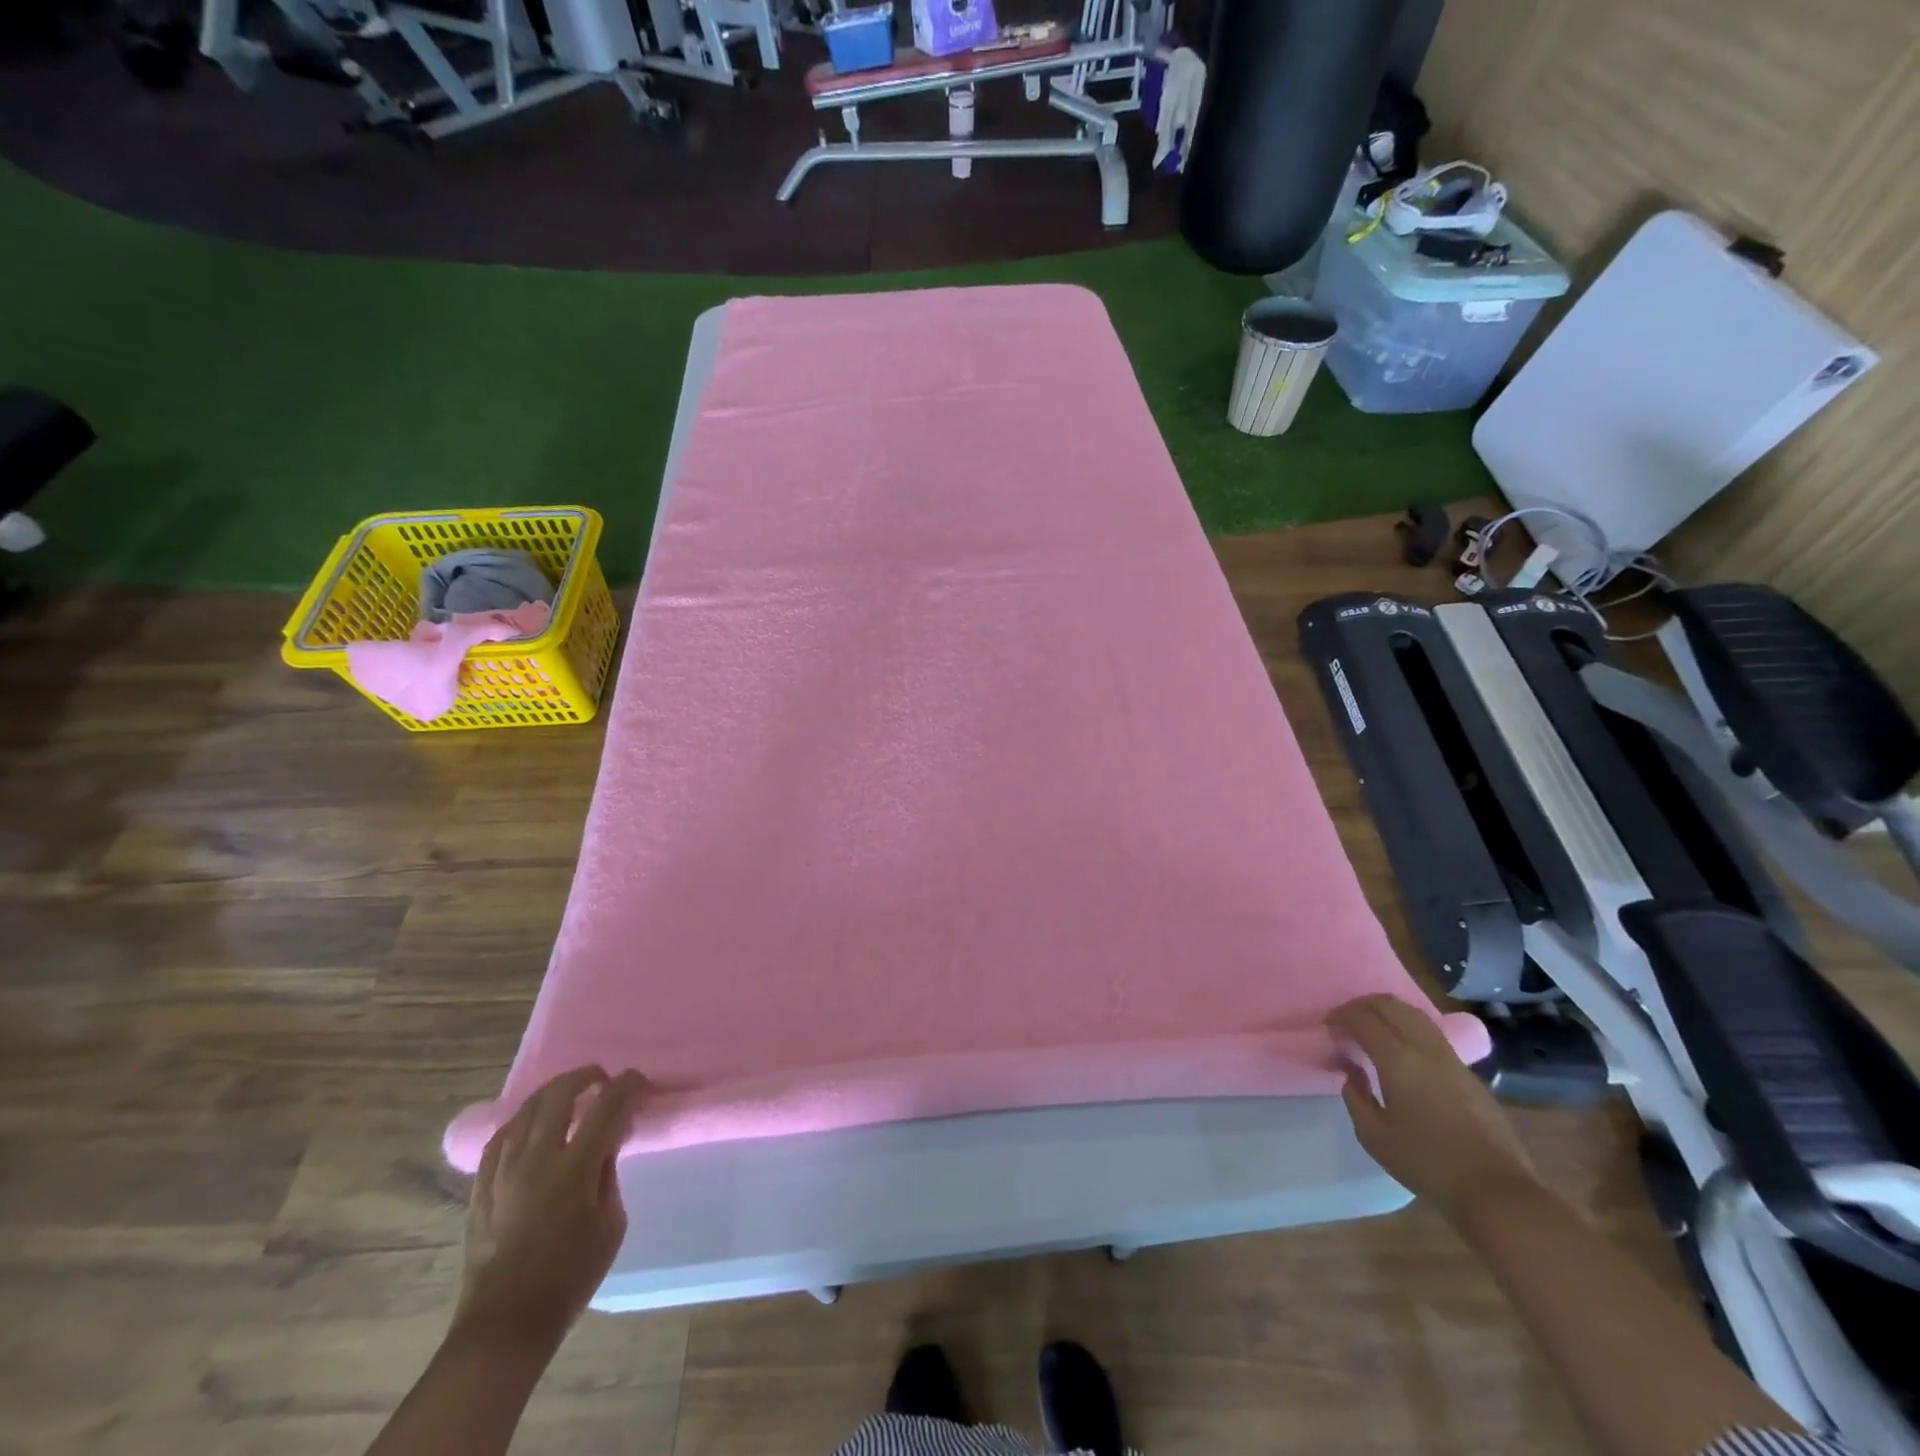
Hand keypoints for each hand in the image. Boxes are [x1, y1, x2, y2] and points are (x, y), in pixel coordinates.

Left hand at [453, 1066, 644, 1352]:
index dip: (627, 1085)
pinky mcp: (481, 1186)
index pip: (606, 1106)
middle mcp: (535, 1159)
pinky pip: (501, 1136)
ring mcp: (502, 1171)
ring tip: (571, 1095)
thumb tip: (606, 1142)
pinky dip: (523, 1119)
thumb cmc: (570, 1276)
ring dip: (554, 1093)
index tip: (639, 1082)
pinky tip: (532, 1124)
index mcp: (574, 1168)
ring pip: (527, 1109)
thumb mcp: (610, 1224)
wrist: (506, 1325)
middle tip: (604, 1081)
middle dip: (586, 1077)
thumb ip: (608, 1173)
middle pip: (560, 1094)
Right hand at [1329, 995, 1538, 1220]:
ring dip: (1388, 1013)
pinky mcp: (1469, 1073)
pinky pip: (1431, 1034)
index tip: (1328, 1028)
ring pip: (1415, 1014)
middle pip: (1390, 1005)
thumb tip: (1352, 1072)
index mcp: (1399, 1059)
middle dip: (1362, 1005)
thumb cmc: (1427, 1163)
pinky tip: (1402, 1054)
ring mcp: (1452, 1059)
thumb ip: (1355, 1096)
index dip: (1340, 1016)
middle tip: (1346, 1021)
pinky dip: (1408, 1029)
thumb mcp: (1374, 1136)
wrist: (1496, 1192)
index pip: (1363, 1018)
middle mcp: (1426, 1048)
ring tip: (1373, 1031)